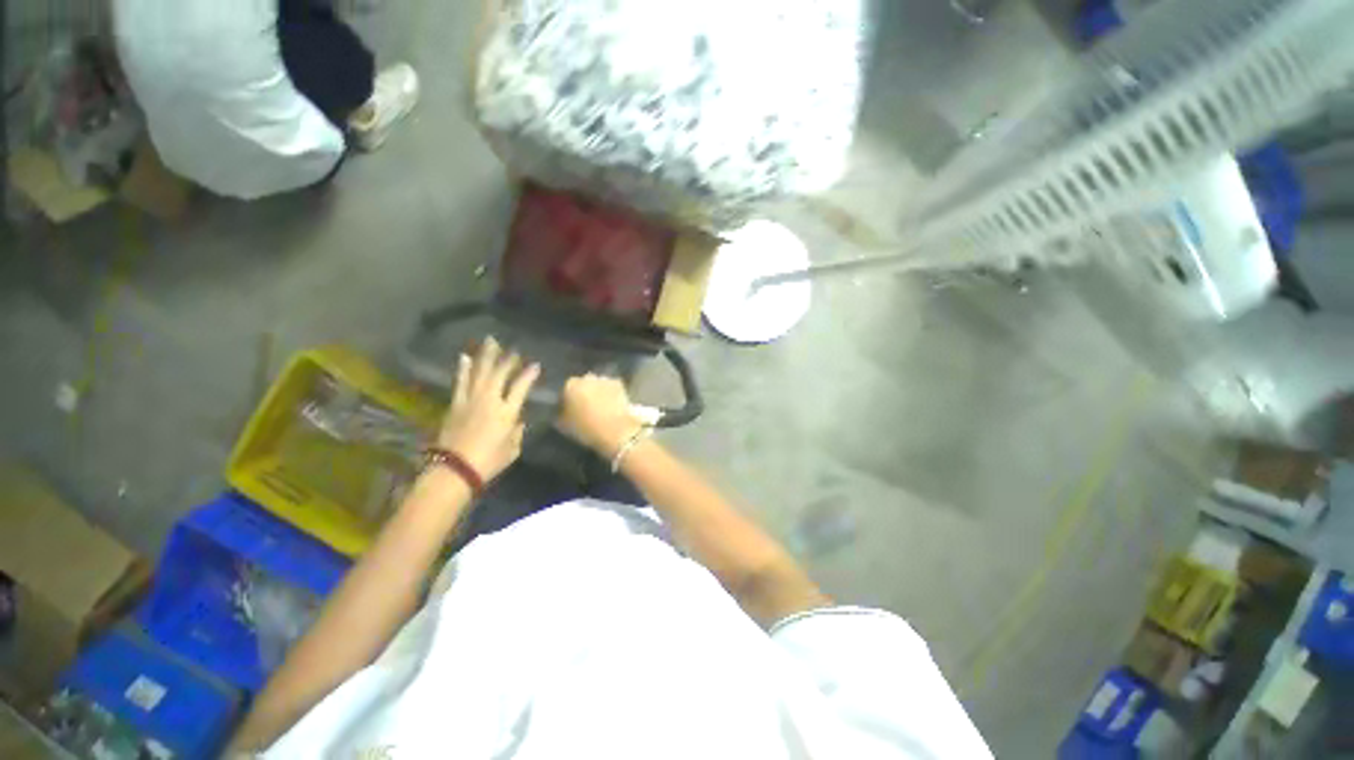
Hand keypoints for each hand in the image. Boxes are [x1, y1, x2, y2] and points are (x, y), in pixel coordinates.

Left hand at [438, 337, 539, 482]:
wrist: (455, 469)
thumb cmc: (489, 461)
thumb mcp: (513, 448)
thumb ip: (518, 431)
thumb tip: (517, 420)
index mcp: (507, 412)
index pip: (521, 387)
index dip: (529, 375)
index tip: (535, 364)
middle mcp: (490, 400)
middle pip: (500, 374)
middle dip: (508, 360)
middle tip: (514, 349)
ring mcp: (470, 400)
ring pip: (480, 372)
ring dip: (486, 356)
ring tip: (490, 341)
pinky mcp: (455, 404)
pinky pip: (460, 382)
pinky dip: (463, 369)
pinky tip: (464, 357)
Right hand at [558, 374, 644, 456]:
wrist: (616, 430)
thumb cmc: (587, 429)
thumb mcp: (564, 426)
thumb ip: (559, 415)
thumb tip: (560, 411)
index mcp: (570, 386)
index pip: (564, 390)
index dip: (566, 400)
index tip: (569, 410)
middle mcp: (586, 378)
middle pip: (582, 384)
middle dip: (582, 393)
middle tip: (585, 408)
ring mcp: (604, 379)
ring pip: (597, 384)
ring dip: (596, 391)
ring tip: (599, 406)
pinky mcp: (619, 383)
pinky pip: (610, 387)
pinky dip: (610, 392)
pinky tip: (611, 404)